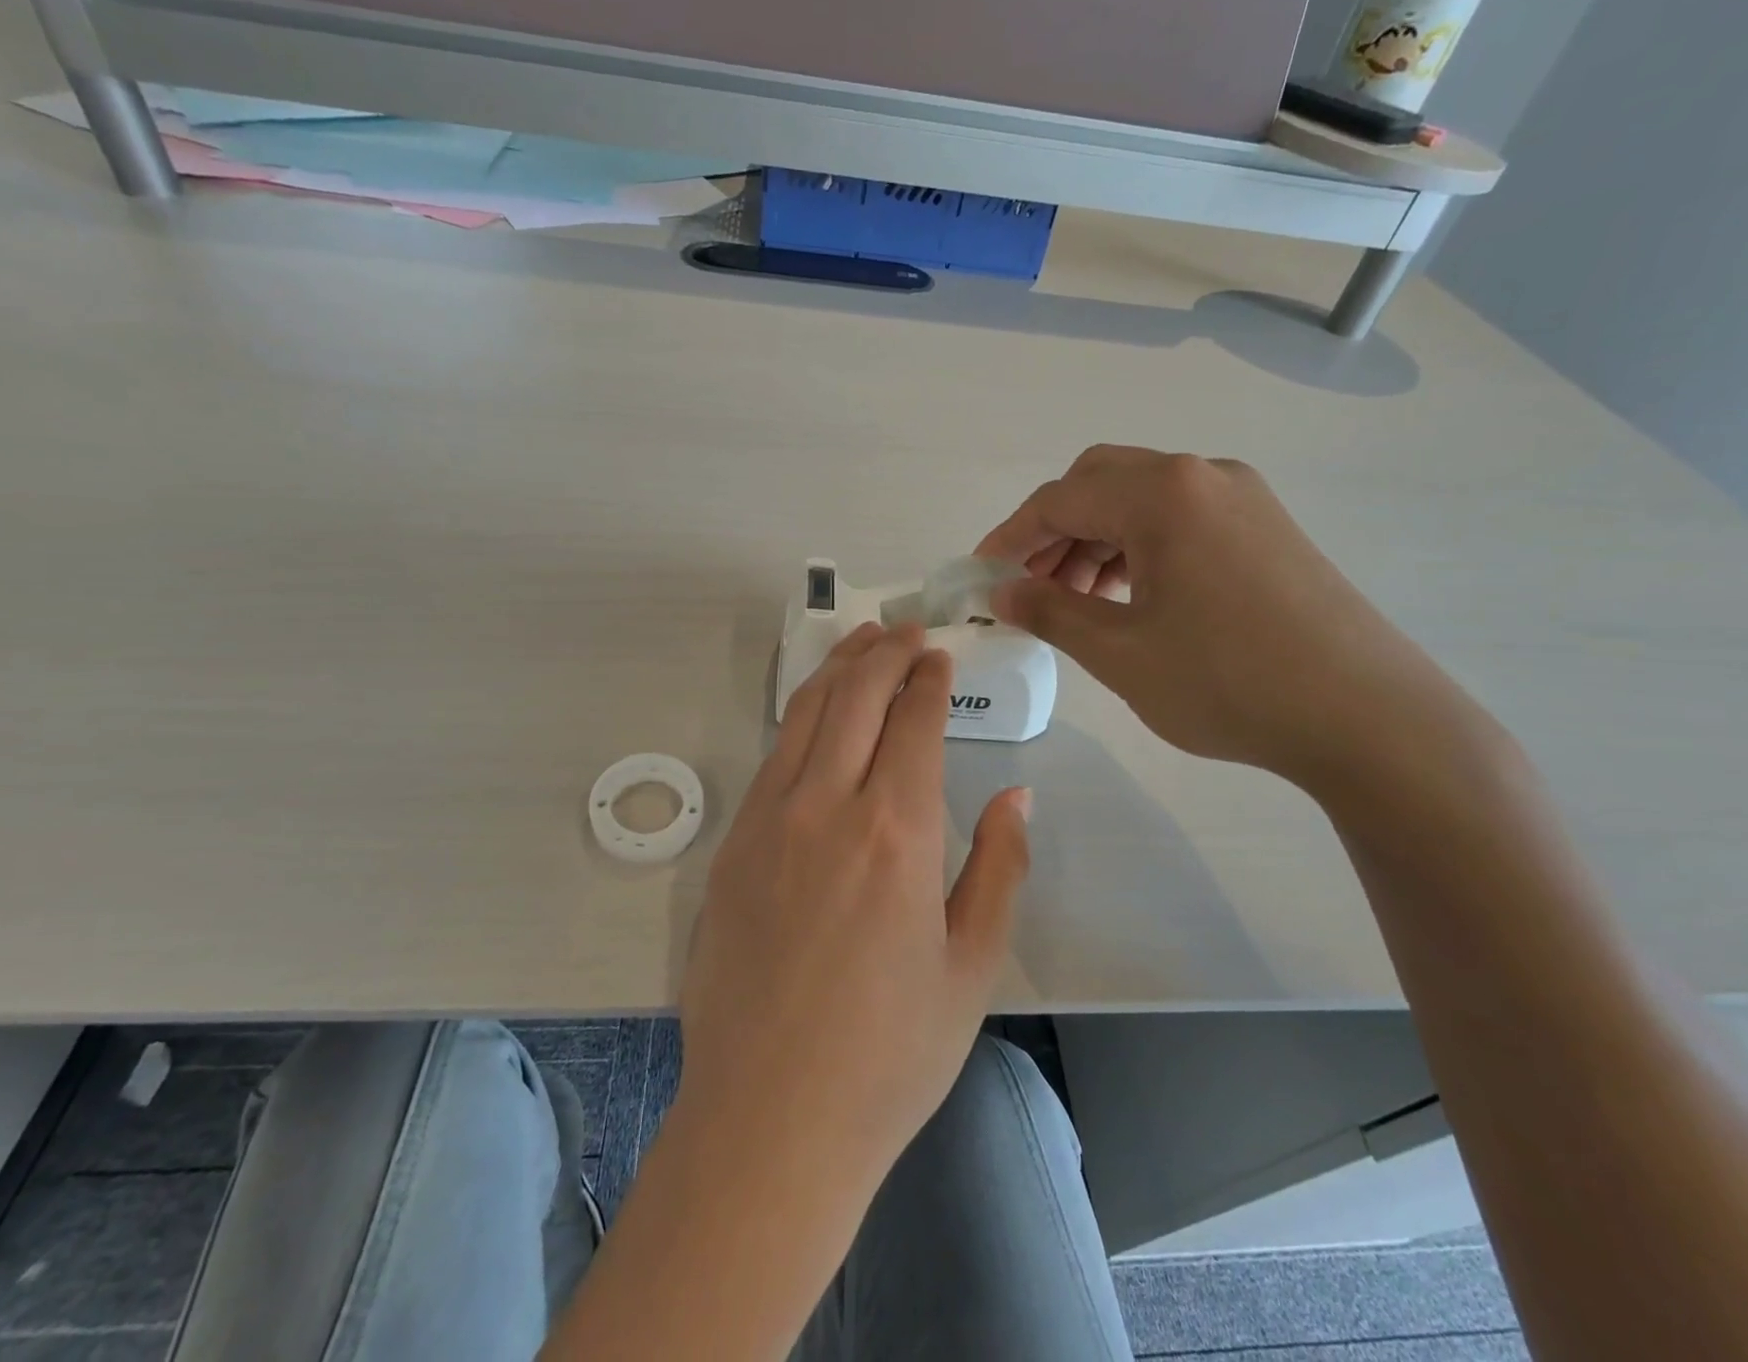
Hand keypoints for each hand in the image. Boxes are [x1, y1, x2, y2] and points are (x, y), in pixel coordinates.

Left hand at [678, 622, 1030, 1181]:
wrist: (772, 1119)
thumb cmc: (890, 1054)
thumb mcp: (972, 966)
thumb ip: (998, 866)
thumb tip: (1015, 793)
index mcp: (896, 833)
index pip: (914, 721)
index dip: (929, 679)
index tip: (939, 654)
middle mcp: (827, 808)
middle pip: (855, 698)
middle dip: (883, 652)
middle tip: (904, 630)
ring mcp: (768, 822)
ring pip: (805, 716)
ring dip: (837, 670)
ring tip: (859, 643)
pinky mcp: (732, 846)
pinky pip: (773, 758)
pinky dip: (800, 717)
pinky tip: (816, 714)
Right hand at [977, 446, 1472, 793]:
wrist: (1367, 716)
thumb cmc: (1228, 682)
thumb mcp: (1120, 652)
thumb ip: (1051, 611)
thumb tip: (1002, 592)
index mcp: (1162, 495)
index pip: (1059, 500)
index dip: (1010, 537)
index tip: (981, 576)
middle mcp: (1202, 476)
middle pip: (1099, 482)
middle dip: (1053, 531)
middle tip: (1030, 586)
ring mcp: (1242, 498)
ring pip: (1141, 500)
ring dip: (1095, 539)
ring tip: (1076, 601)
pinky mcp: (1266, 527)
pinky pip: (1180, 519)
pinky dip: (1138, 547)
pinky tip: (1130, 596)